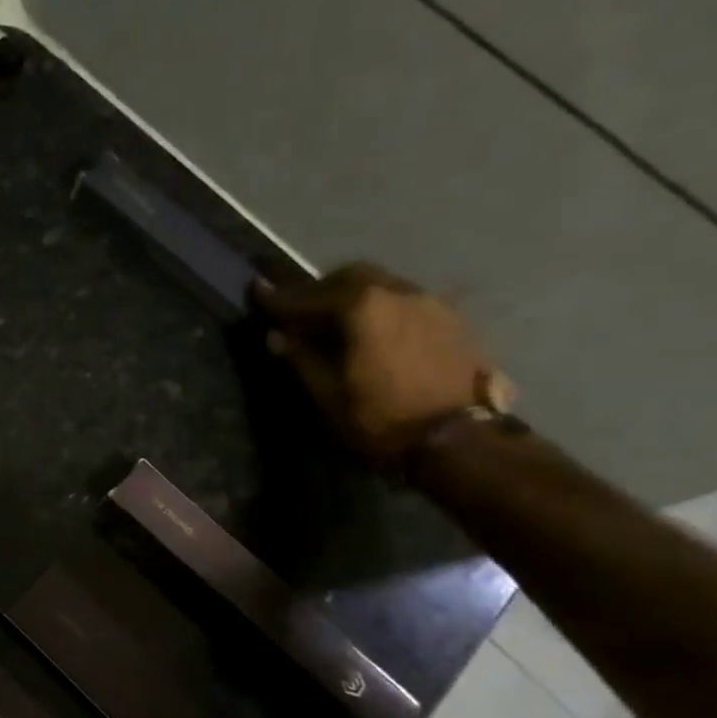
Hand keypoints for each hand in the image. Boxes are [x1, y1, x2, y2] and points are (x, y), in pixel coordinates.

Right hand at [252, 264, 512, 464]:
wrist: (459, 440)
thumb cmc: (382, 419)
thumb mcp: (329, 394)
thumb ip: (302, 359)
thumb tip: (277, 336)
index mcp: (362, 307)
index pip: (310, 297)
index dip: (279, 299)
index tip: (257, 292)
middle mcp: (398, 292)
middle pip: (351, 277)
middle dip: (321, 289)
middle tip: (299, 310)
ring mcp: (430, 303)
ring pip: (383, 286)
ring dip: (354, 297)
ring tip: (337, 322)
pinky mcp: (452, 321)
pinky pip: (406, 302)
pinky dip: (381, 309)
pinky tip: (375, 333)